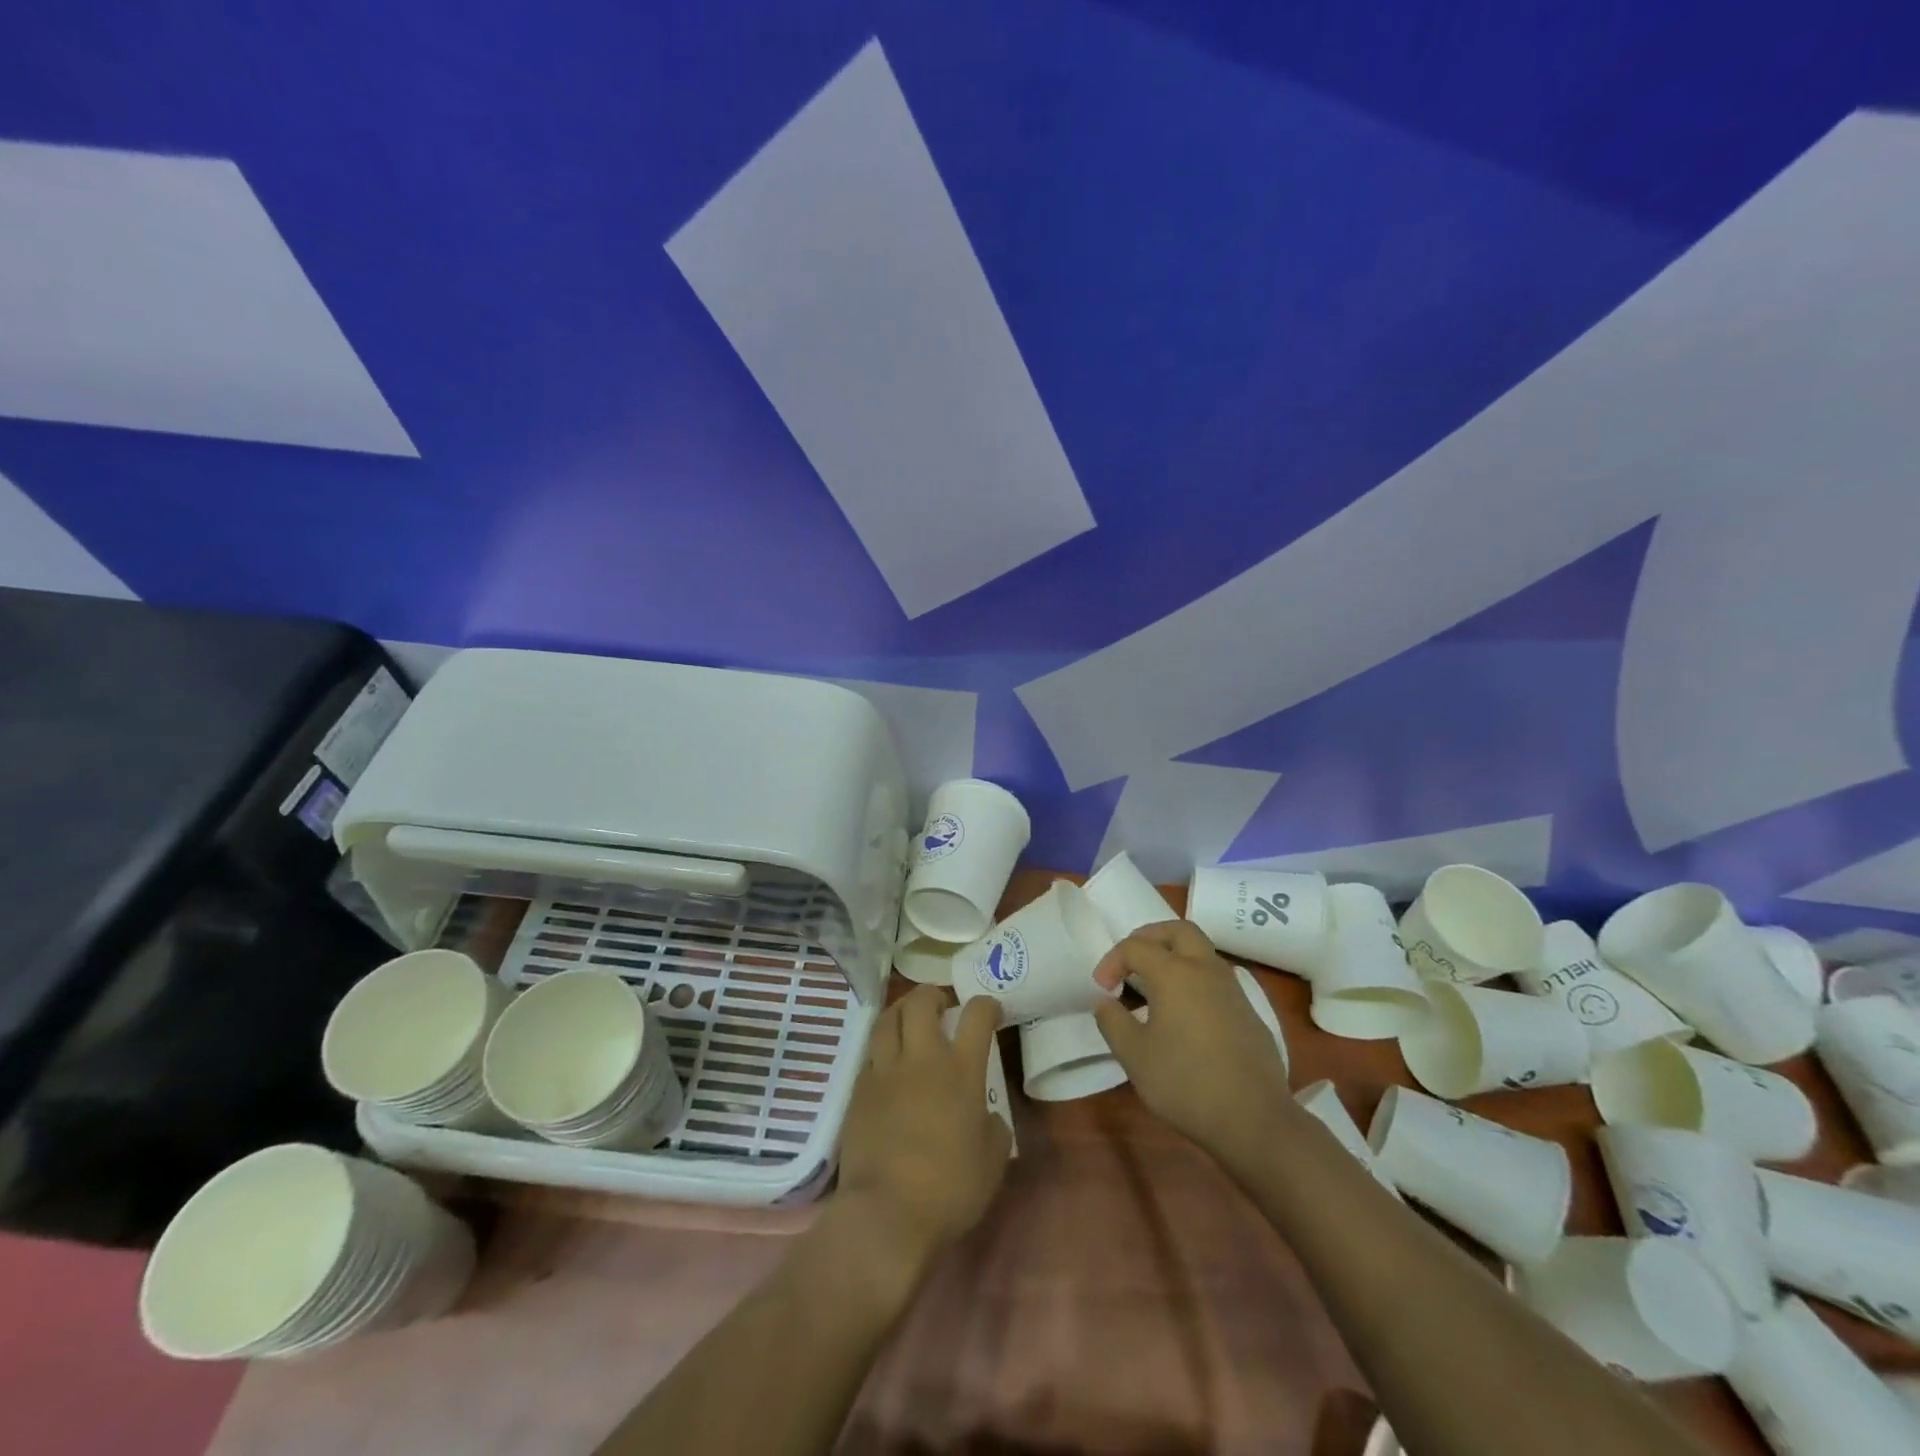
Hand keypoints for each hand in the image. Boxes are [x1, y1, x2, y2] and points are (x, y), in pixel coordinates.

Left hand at [835, 986, 1012, 1286]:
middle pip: (921, 1002)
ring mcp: (885, 1071)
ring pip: (887, 1019)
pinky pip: (871, 1055)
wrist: (886, 1214)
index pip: (976, 1015)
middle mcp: (922, 1059)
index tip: (991, 1010)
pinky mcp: (858, 1090)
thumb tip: (985, 1116)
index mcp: (961, 1071)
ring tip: (909, 1020)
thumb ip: (992, 1128)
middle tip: (941, 1005)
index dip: (986, 1005)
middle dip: (932, 994)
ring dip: (901, 1011)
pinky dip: (882, 1050)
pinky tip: (888, 1065)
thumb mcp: (992, 1162)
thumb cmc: (949, 1190)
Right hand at [1091, 921, 1290, 1169]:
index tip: (1102, 989)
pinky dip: (1194, 979)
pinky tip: (1185, 1014)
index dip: (1112, 961)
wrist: (1254, 1120)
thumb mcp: (1134, 1056)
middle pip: (1178, 930)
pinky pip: (1216, 979)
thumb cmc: (1185, 1083)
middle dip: (1150, 937)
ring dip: (1174, 955)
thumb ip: (1112, 1022)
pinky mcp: (1248, 1012)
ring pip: (1202, 952)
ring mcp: (1233, 990)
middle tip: (1131, 960)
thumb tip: (1106, 1002)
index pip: (1135, 946)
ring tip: (1154, 985)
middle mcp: (1206, 970)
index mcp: (1175, 973)